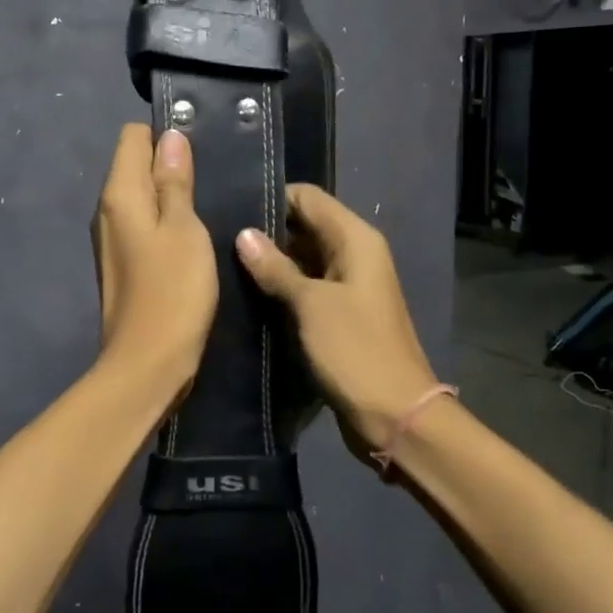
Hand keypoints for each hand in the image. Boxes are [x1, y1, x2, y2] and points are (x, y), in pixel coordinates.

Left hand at [92, 124, 218, 399]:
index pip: (132, 136)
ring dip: (168, 196)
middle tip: (209, 182)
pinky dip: (163, 223)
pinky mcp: (121, 262)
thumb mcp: (185, 229)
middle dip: (168, 165)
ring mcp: (111, 238)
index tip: (198, 155)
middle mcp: (106, 210)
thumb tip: (170, 137)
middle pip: (134, 165)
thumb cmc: (173, 291)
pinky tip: (189, 239)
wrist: (147, 362)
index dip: (165, 137)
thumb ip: (175, 181)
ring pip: (139, 196)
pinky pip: (141, 224)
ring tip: (204, 209)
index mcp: (119, 194)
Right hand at [236, 186, 437, 455]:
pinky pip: (306, 288)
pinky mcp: (339, 314)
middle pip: (305, 226)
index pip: (308, 197)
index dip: (272, 198)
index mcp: (355, 240)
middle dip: (266, 232)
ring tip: (222, 264)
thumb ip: (276, 268)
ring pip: (302, 258)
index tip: (230, 209)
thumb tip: (244, 234)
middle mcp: (354, 254)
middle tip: (217, 240)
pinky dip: (281, 288)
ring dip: (271, 262)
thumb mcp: (310, 305)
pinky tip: (246, 293)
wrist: (395, 414)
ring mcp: (347, 286)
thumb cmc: (355, 350)